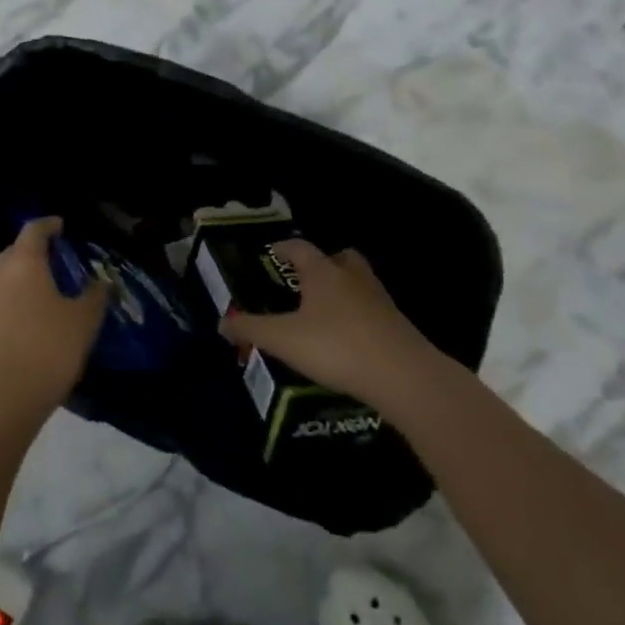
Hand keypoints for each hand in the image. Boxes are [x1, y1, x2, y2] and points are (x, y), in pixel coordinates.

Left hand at [0, 217, 108, 430]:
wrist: (5, 397)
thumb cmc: (48, 347)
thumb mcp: (84, 319)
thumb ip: (95, 294)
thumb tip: (101, 281)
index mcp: (23, 262)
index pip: (34, 230)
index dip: (50, 224)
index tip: (64, 226)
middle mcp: (0, 273)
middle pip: (17, 249)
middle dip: (38, 249)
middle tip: (64, 256)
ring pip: (8, 273)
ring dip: (28, 272)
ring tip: (54, 283)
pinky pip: (4, 294)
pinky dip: (21, 292)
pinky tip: (40, 308)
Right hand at [220, 240, 431, 406]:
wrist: (403, 376)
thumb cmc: (336, 346)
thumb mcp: (283, 339)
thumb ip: (250, 329)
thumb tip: (222, 321)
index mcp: (322, 273)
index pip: (299, 248)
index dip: (282, 248)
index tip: (270, 252)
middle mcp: (352, 277)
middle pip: (339, 257)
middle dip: (323, 264)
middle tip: (305, 279)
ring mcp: (379, 300)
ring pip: (359, 282)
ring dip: (343, 289)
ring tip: (324, 310)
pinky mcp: (396, 325)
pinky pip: (371, 310)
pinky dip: (357, 316)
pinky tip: (346, 338)